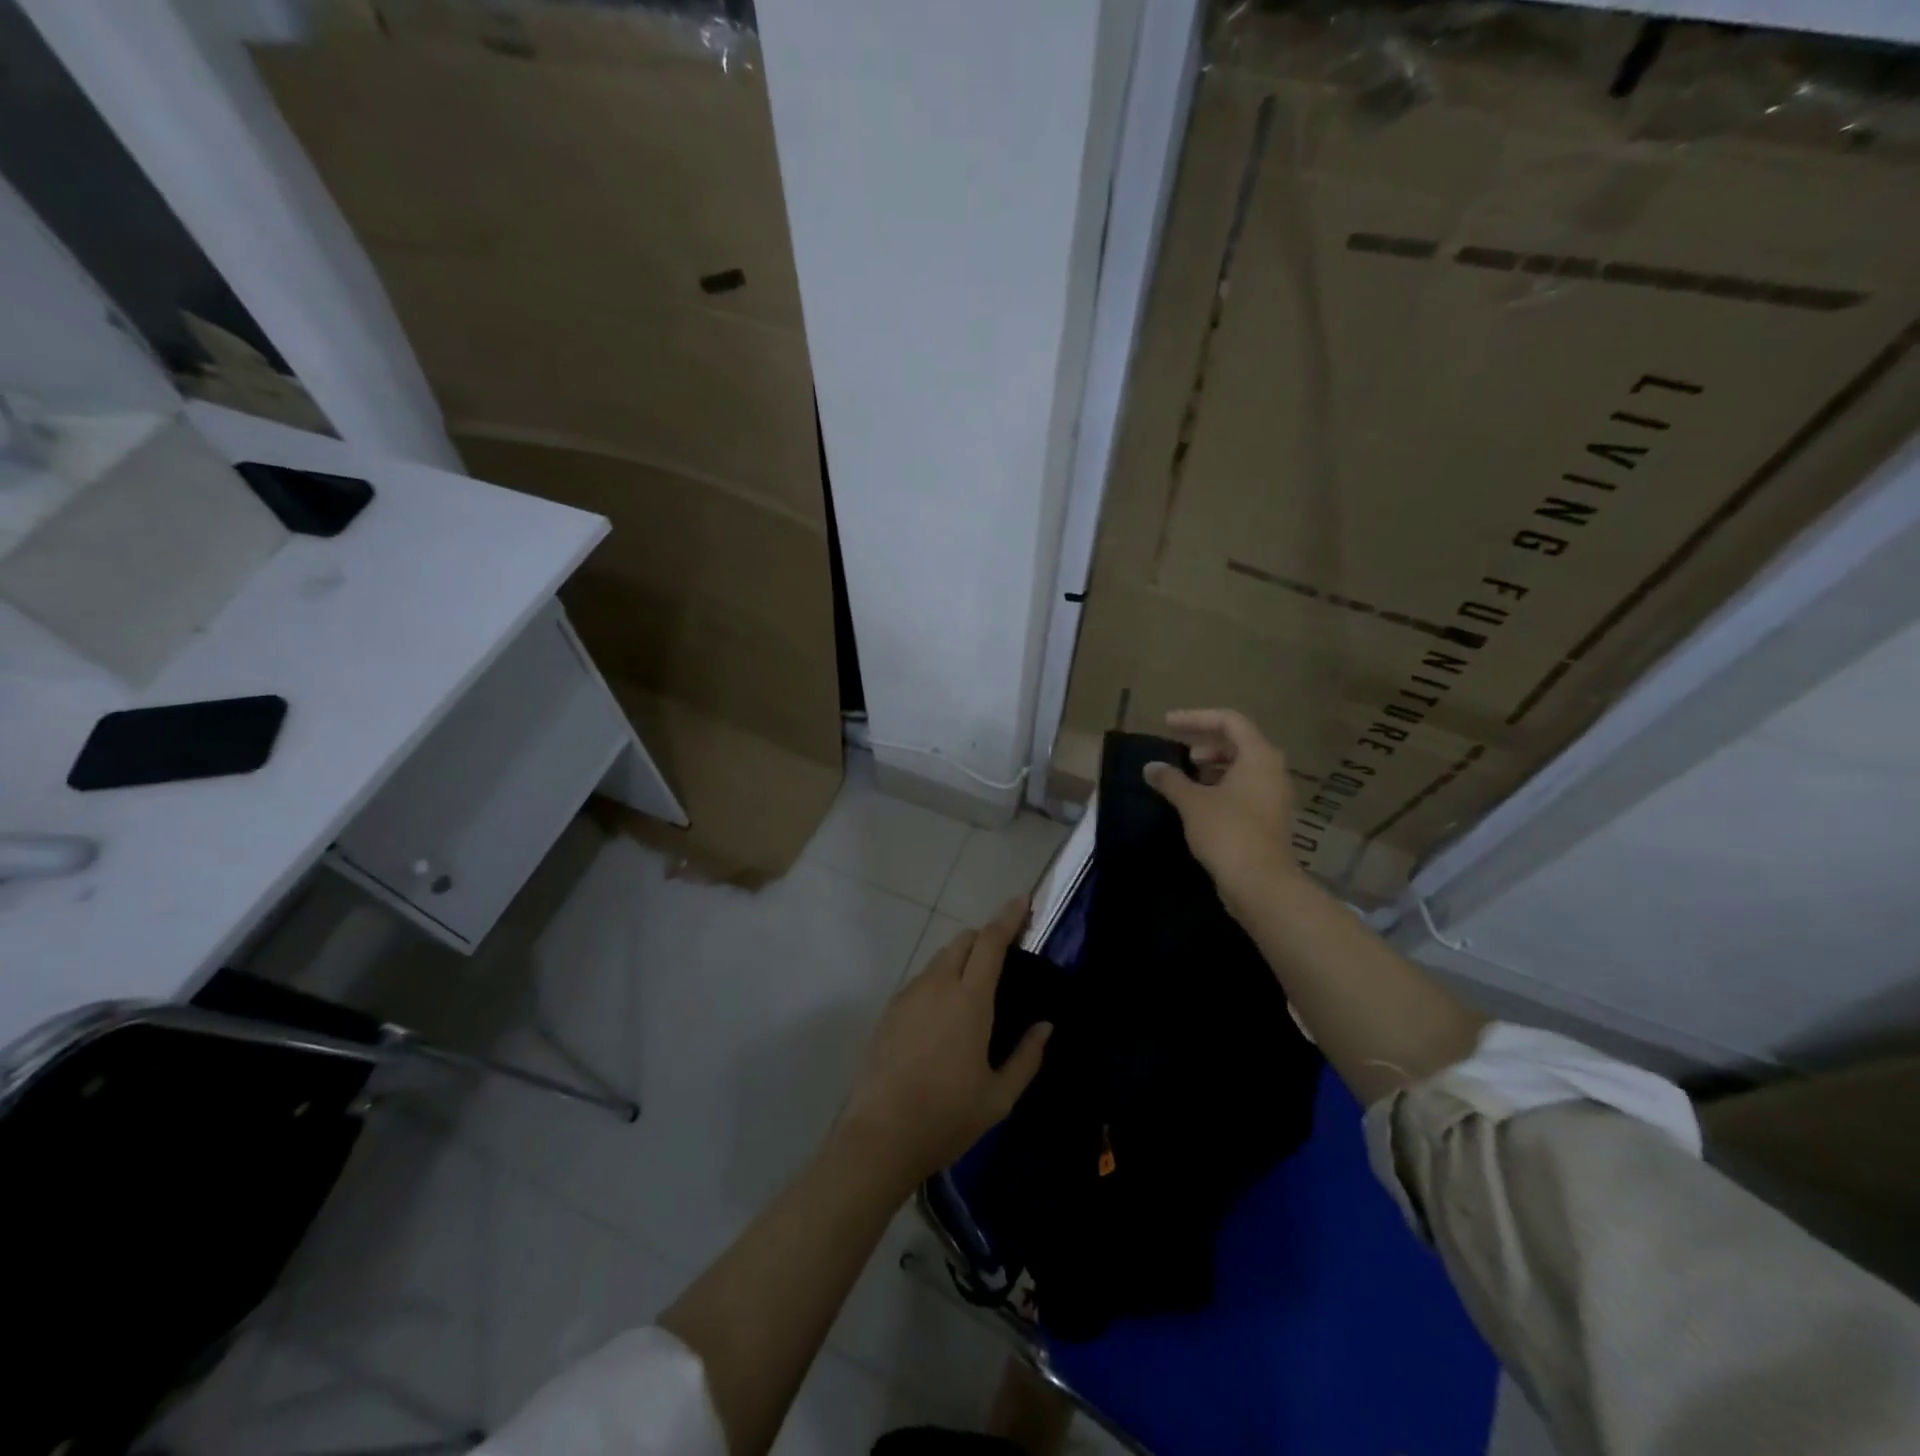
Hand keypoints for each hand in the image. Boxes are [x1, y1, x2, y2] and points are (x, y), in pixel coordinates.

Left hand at [838, 899, 1051, 1186]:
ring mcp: (909, 995)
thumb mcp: (999, 1097)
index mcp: (969, 1000)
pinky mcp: (890, 1010)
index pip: (990, 942)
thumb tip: (1044, 1026)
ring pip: (939, 959)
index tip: (1020, 901)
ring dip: (960, 959)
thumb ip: (1027, 1057)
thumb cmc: (947, 1116)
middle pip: (962, 941)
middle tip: (1003, 956)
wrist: (880, 1136)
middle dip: (984, 938)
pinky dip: (939, 980)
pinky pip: (921, 980)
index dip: (1007, 918)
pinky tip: (943, 1015)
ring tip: (973, 989)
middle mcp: (937, 986)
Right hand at [1143, 708, 1302, 911]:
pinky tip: (1199, 803)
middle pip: (1238, 743)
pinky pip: (1245, 789)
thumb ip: (1171, 779)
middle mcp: (1273, 770)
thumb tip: (1150, 767)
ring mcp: (1274, 796)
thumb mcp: (1192, 802)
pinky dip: (1221, 787)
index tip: (1167, 724)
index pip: (1229, 720)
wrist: (1260, 883)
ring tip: (1186, 778)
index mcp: (1259, 756)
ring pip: (1242, 768)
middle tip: (1180, 754)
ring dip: (1213, 767)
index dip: (1195, 718)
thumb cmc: (1227, 831)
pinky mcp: (1270, 818)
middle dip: (1206, 743)